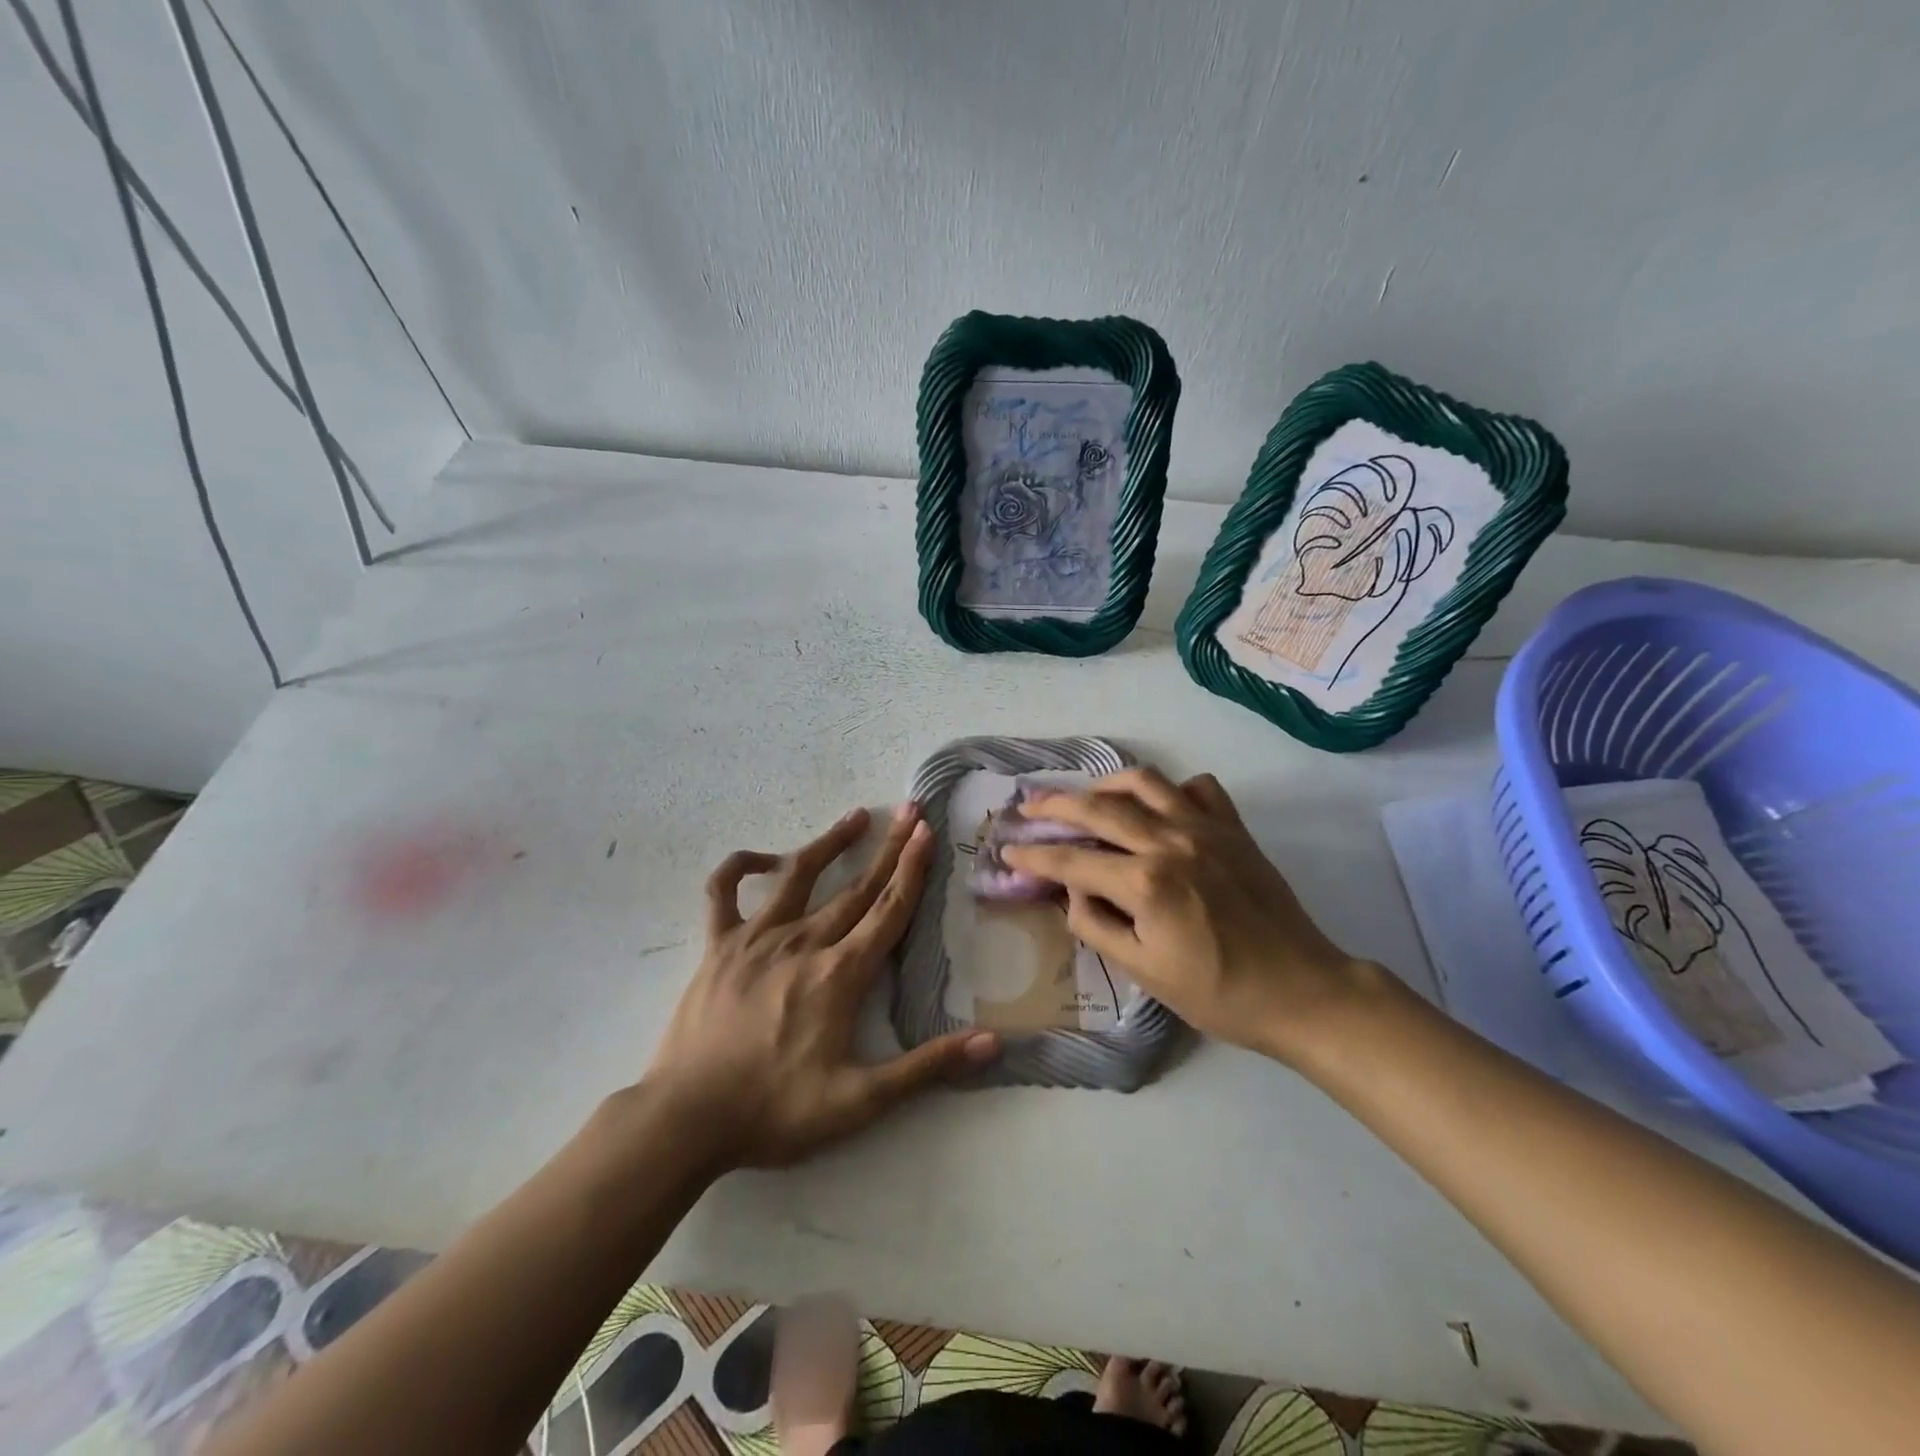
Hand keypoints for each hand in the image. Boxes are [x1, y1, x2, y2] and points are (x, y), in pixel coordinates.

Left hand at [642, 804, 998, 1170]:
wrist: (685, 1120)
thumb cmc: (775, 1111)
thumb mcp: (860, 1101)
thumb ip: (927, 1067)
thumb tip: (992, 1043)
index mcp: (840, 974)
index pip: (888, 910)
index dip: (913, 869)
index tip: (927, 832)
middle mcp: (804, 942)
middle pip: (857, 886)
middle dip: (889, 847)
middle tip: (910, 811)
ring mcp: (756, 938)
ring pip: (799, 875)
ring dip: (830, 843)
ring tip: (855, 816)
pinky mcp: (718, 946)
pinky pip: (724, 892)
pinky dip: (742, 866)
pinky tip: (763, 860)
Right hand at [1003, 768, 1362, 1062]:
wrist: (1302, 991)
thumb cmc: (1218, 993)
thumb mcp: (1144, 973)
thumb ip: (1097, 925)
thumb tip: (1072, 891)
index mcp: (1145, 882)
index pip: (1072, 860)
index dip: (1034, 855)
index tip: (1008, 849)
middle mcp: (1170, 842)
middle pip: (1099, 808)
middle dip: (1055, 805)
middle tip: (1029, 806)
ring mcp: (1206, 829)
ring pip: (1145, 782)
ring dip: (1107, 784)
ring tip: (1088, 795)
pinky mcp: (1234, 829)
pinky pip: (1199, 788)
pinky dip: (1173, 789)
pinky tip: (1160, 806)